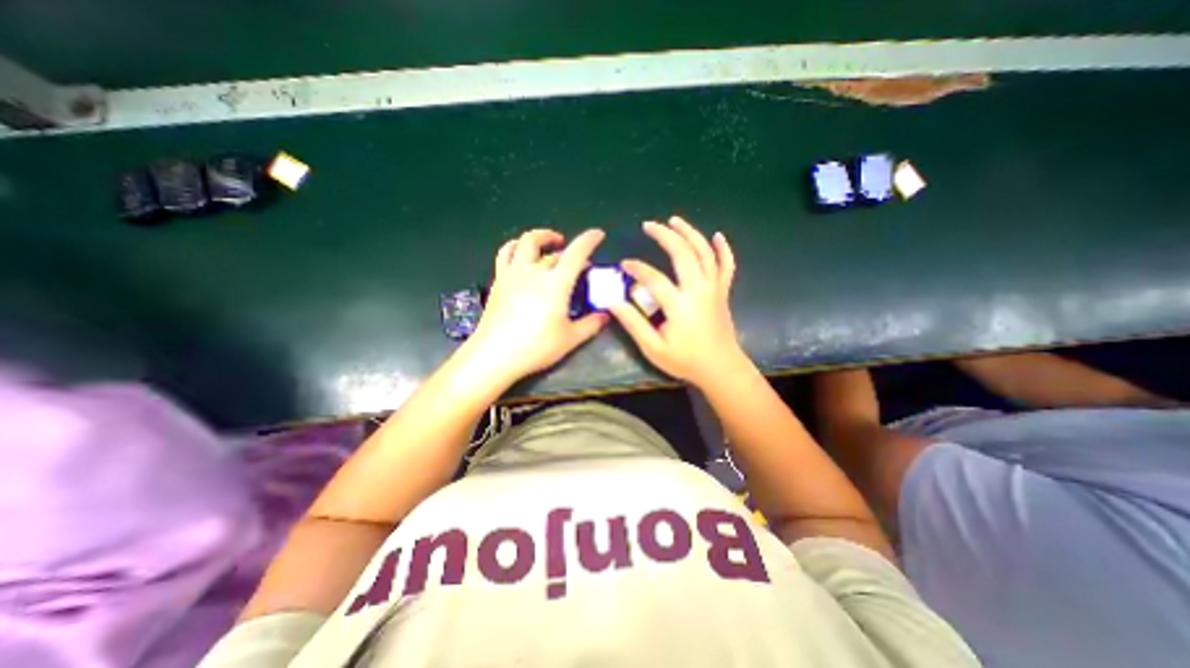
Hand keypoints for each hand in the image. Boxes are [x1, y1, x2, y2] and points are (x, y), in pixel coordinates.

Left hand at [467, 229, 608, 383]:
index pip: (576, 253)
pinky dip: (516, 247)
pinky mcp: (499, 281)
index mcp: (555, 283)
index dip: (589, 240)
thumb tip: (605, 316)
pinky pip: (506, 254)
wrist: (494, 355)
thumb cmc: (536, 347)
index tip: (598, 234)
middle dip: (569, 251)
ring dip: (540, 237)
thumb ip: (591, 325)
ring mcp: (513, 274)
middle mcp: (534, 271)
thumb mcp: (570, 339)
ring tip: (548, 243)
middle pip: (553, 251)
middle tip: (577, 262)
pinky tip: (521, 255)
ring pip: (525, 242)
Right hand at [609, 216, 746, 388]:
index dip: (637, 268)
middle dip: (664, 235)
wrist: (721, 369)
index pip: (653, 278)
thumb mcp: (653, 348)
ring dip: (690, 233)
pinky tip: (717, 236)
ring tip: (674, 220)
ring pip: (705, 252)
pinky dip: (723, 249)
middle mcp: (699, 290)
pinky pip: (727, 265)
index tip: (624, 264)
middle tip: (649, 225)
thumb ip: (633, 323)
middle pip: (683, 253)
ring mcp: (714, 288)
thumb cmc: (685, 361)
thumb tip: (613, 302)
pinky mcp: (723, 292)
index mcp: (680, 305)